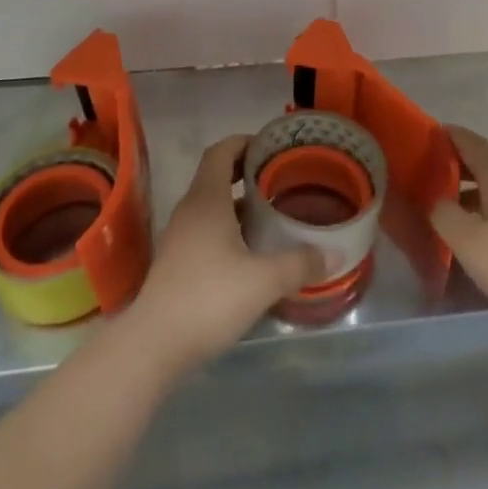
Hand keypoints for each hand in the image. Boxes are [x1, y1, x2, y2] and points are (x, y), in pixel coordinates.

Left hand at [126, 136, 324, 376]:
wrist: (152, 346)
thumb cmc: (208, 299)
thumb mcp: (263, 281)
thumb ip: (299, 264)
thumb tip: (335, 254)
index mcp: (206, 199)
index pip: (221, 151)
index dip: (244, 141)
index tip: (271, 146)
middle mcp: (190, 210)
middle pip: (215, 175)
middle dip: (246, 170)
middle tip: (280, 176)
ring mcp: (179, 237)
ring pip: (210, 205)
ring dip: (237, 202)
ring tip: (271, 211)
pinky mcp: (176, 263)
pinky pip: (205, 229)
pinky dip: (227, 227)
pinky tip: (250, 250)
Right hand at [430, 125, 487, 342]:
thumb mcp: (469, 242)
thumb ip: (444, 215)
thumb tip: (435, 199)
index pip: (471, 143)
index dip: (449, 136)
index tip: (426, 136)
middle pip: (485, 165)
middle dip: (456, 168)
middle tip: (427, 179)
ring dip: (471, 194)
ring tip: (447, 211)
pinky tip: (478, 235)